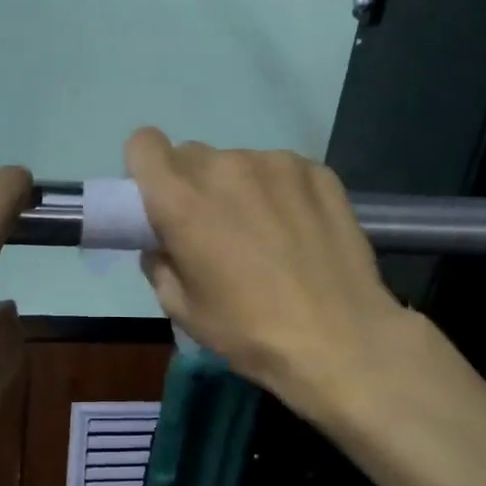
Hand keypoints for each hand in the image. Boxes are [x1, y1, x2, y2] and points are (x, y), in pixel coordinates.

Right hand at [125, 128, 415, 426]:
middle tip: (214, 227)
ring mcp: (275, 163)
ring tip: (265, 232)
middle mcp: (224, 167)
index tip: (159, 198)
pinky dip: (280, 191)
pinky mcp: (316, 171)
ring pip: (238, 163)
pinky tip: (299, 230)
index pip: (144, 144)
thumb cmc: (249, 331)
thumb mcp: (182, 309)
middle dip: (193, 184)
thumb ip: (159, 263)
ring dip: (239, 187)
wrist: (342, 341)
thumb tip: (163, 243)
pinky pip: (280, 170)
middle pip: (191, 155)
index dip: (146, 168)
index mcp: (181, 200)